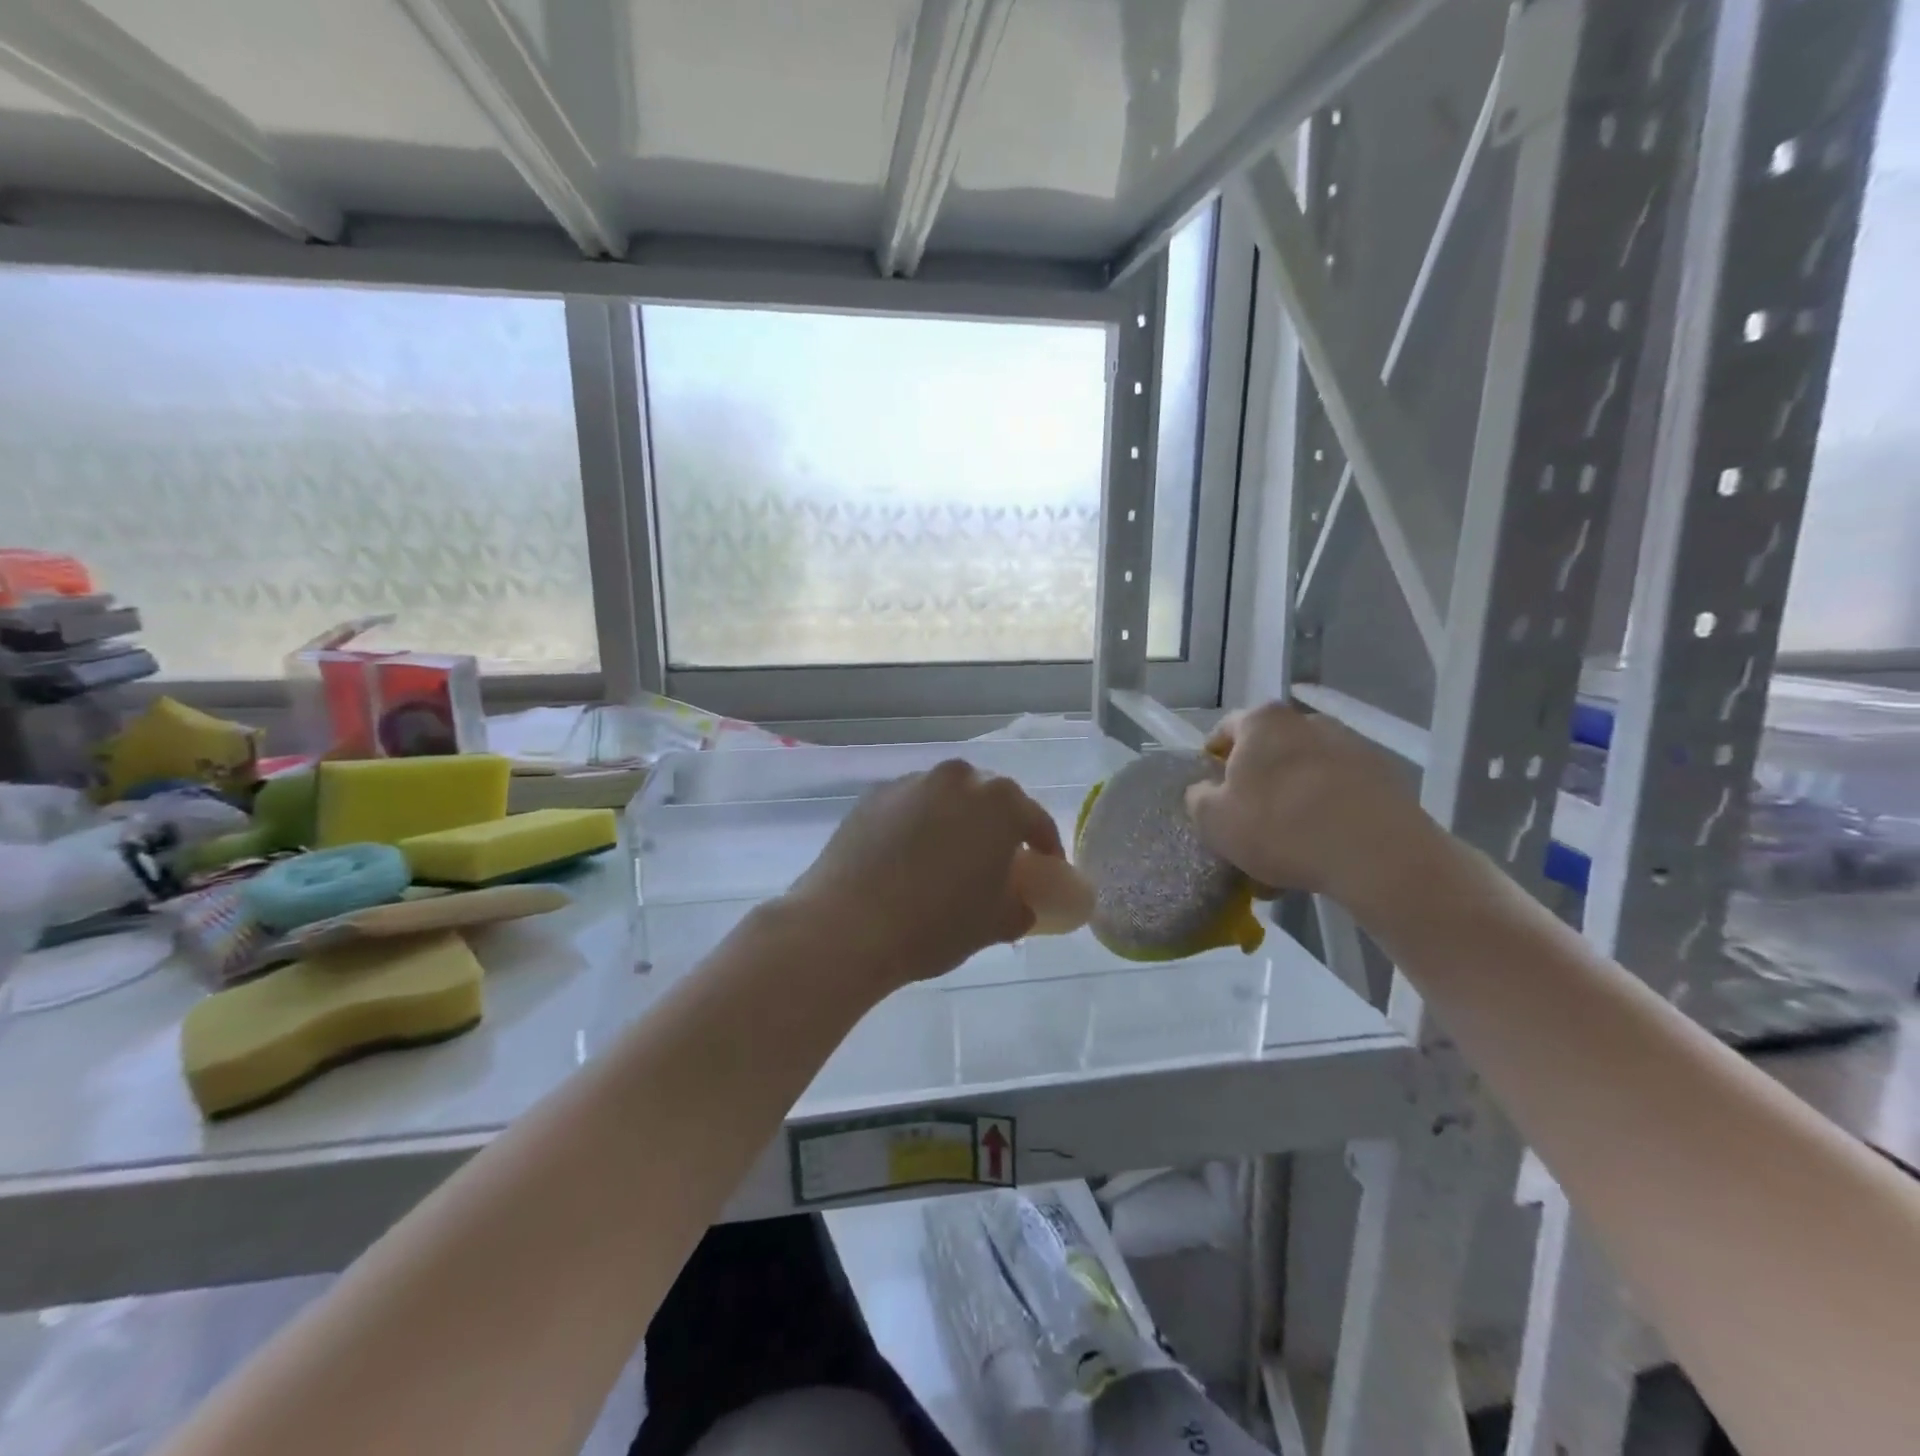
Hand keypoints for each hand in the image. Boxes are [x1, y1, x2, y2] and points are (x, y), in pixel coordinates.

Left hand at [785, 761, 1065, 989]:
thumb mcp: (993, 925)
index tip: (1046, 867)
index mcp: (999, 802)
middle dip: (997, 825)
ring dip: (955, 820)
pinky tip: (907, 856)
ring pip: (946, 798)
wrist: (848, 925)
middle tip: (996, 859)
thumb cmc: (935, 925)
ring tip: (947, 857)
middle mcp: (958, 778)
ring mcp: (911, 782)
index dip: (1045, 846)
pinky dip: (917, 824)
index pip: (1035, 820)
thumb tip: (1020, 904)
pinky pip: (909, 806)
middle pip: (989, 799)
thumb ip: (1019, 908)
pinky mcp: (873, 795)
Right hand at [1184, 702, 1433, 907]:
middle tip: (1248, 824)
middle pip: (1269, 752)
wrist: (1378, 855)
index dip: (1213, 761)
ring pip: (1305, 775)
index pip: (1225, 730)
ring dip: (1292, 802)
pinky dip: (1326, 814)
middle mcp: (1308, 721)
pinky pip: (1340, 793)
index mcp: (1262, 721)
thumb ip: (1198, 798)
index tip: (1211, 793)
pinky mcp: (1385, 777)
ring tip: (1288, 849)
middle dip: (1256, 784)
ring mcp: (1352, 746)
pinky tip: (1322, 851)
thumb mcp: (1213, 820)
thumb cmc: (1280, 827)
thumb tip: (1206, 790)